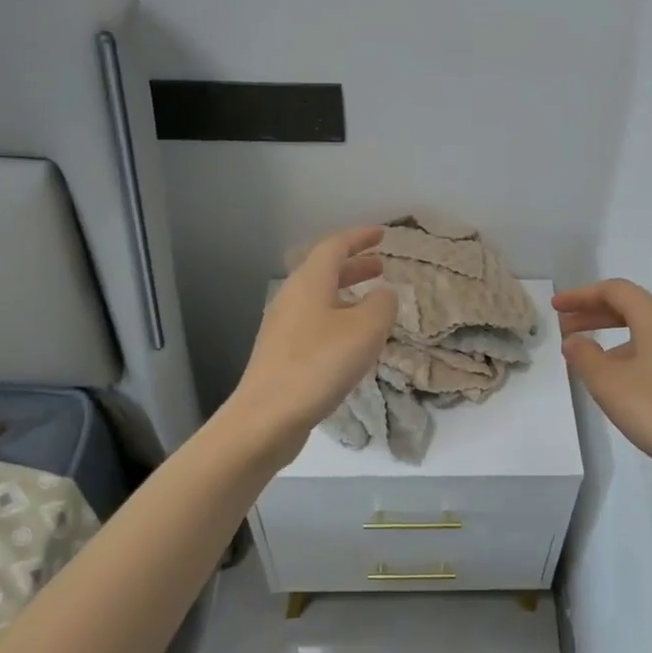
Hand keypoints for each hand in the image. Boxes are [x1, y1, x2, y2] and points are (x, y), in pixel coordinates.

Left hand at [229, 226, 397, 449]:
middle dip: (354, 265)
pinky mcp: (281, 354)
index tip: (382, 235)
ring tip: (372, 304)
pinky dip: (337, 319)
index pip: (335, 246)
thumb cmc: (319, 365)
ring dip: (346, 294)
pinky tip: (351, 341)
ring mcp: (282, 327)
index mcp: (309, 282)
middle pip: (324, 271)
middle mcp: (291, 298)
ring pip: (319, 298)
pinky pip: (314, 323)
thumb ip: (382, 305)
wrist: (267, 417)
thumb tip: (384, 293)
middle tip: (381, 267)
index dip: (360, 237)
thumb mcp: (365, 330)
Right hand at [553, 279, 651, 487]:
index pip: (615, 290)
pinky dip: (634, 353)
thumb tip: (574, 340)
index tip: (555, 308)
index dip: (581, 296)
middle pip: (632, 307)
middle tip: (564, 328)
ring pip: (647, 331)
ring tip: (589, 359)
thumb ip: (585, 357)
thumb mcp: (610, 385)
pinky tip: (623, 380)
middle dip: (595, 314)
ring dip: (614, 336)